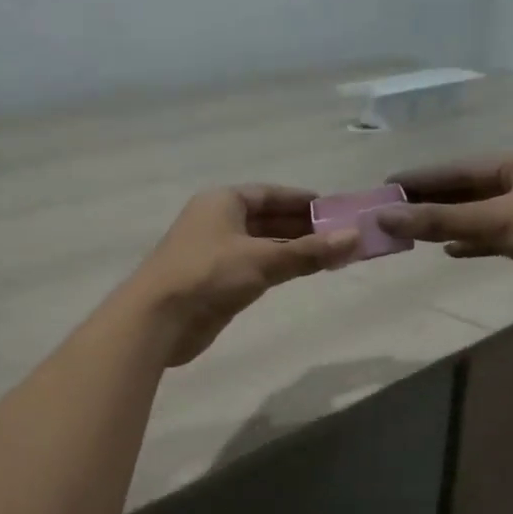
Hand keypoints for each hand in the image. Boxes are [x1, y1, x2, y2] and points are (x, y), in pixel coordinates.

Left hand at [125, 186, 357, 364]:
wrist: (157, 319)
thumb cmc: (207, 275)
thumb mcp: (262, 260)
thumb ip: (308, 252)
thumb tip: (355, 238)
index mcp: (223, 201)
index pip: (269, 193)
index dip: (301, 200)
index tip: (333, 209)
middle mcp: (216, 221)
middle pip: (266, 218)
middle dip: (301, 227)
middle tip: (339, 236)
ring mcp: (213, 253)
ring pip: (260, 245)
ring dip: (290, 250)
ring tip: (328, 256)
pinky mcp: (213, 282)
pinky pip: (252, 268)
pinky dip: (275, 268)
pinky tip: (297, 275)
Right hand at [377, 152, 512, 311]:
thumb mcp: (500, 221)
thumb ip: (442, 219)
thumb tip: (385, 216)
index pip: (458, 168)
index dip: (421, 178)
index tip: (385, 185)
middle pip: (465, 190)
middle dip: (429, 201)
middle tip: (388, 210)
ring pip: (476, 215)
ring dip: (445, 223)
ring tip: (407, 230)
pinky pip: (491, 238)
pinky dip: (469, 243)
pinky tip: (447, 250)